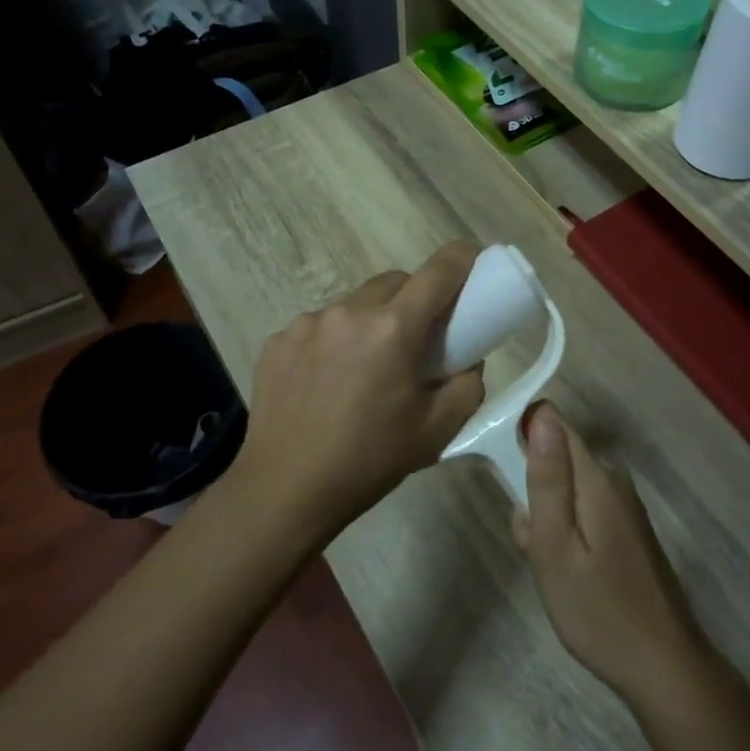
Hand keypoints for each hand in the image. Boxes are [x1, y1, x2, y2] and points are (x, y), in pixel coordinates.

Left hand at [230, 242, 486, 540]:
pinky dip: (334, 342)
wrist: (285, 491)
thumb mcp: (438, 430)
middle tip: (417, 338)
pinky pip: (319, 326)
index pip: (439, 271)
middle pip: (395, 281)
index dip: (462, 259)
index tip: (472, 263)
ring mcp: (307, 323)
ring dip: (371, 321)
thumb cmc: (370, 460)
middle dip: (414, 298)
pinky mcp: (277, 340)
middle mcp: (349, 312)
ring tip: (366, 368)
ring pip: (354, 303)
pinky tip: (327, 383)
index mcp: (393, 328)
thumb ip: (467, 385)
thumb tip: (466, 360)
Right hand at [513, 403, 707, 704]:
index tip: (508, 475)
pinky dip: (567, 532)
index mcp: (596, 477)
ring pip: (568, 488)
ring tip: (549, 566)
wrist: (664, 667)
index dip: (522, 433)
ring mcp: (625, 505)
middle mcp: (614, 480)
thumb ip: (546, 480)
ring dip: (547, 517)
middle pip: (558, 457)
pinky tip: (569, 573)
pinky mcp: (628, 528)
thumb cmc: (598, 610)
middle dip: (532, 488)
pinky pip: (584, 509)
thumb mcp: (556, 547)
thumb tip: (541, 415)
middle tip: (530, 543)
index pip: (553, 421)